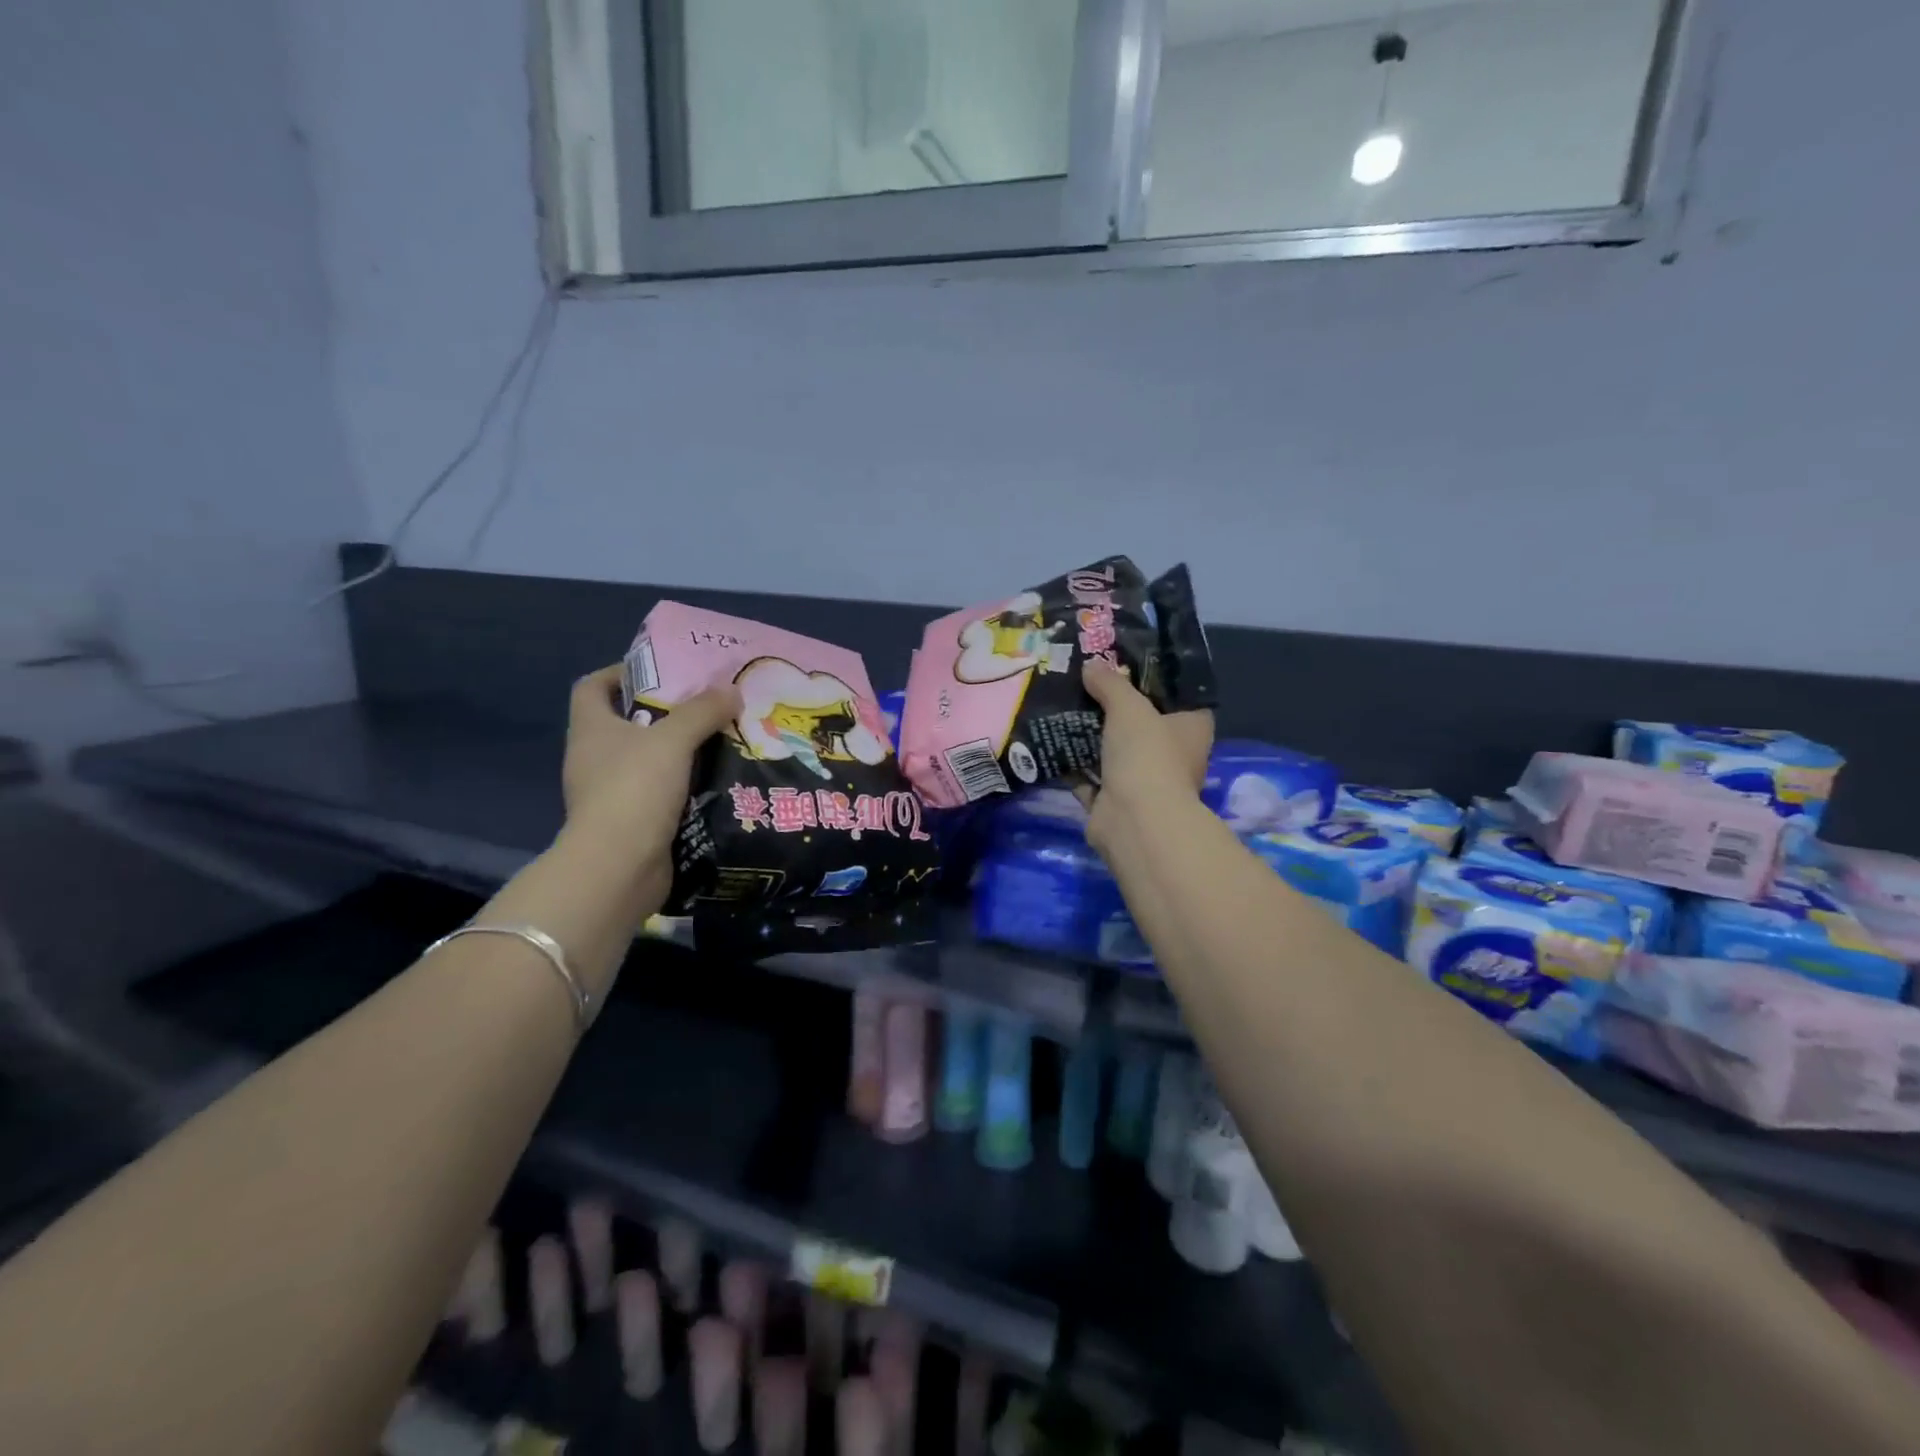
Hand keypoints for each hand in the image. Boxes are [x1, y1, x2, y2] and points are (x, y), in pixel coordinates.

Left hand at [560, 665, 740, 906]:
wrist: (619, 867)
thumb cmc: (635, 789)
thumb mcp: (673, 740)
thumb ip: (703, 711)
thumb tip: (731, 690)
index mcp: (592, 729)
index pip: (592, 687)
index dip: (620, 673)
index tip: (661, 671)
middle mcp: (594, 758)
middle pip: (626, 723)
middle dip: (665, 713)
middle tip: (707, 706)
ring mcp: (610, 794)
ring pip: (648, 761)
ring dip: (680, 752)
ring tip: (721, 741)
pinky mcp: (630, 823)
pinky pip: (660, 794)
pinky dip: (684, 786)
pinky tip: (717, 781)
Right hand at [1079, 662, 1213, 856]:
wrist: (1134, 820)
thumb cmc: (1147, 755)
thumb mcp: (1128, 707)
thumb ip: (1110, 684)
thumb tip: (1091, 666)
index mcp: (1192, 729)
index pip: (1181, 698)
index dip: (1157, 682)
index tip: (1128, 665)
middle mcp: (1173, 756)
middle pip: (1143, 725)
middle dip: (1116, 709)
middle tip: (1087, 683)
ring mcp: (1143, 782)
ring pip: (1114, 752)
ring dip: (1091, 737)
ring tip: (1063, 707)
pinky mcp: (1114, 802)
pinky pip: (1089, 777)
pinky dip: (1073, 764)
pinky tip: (1050, 742)